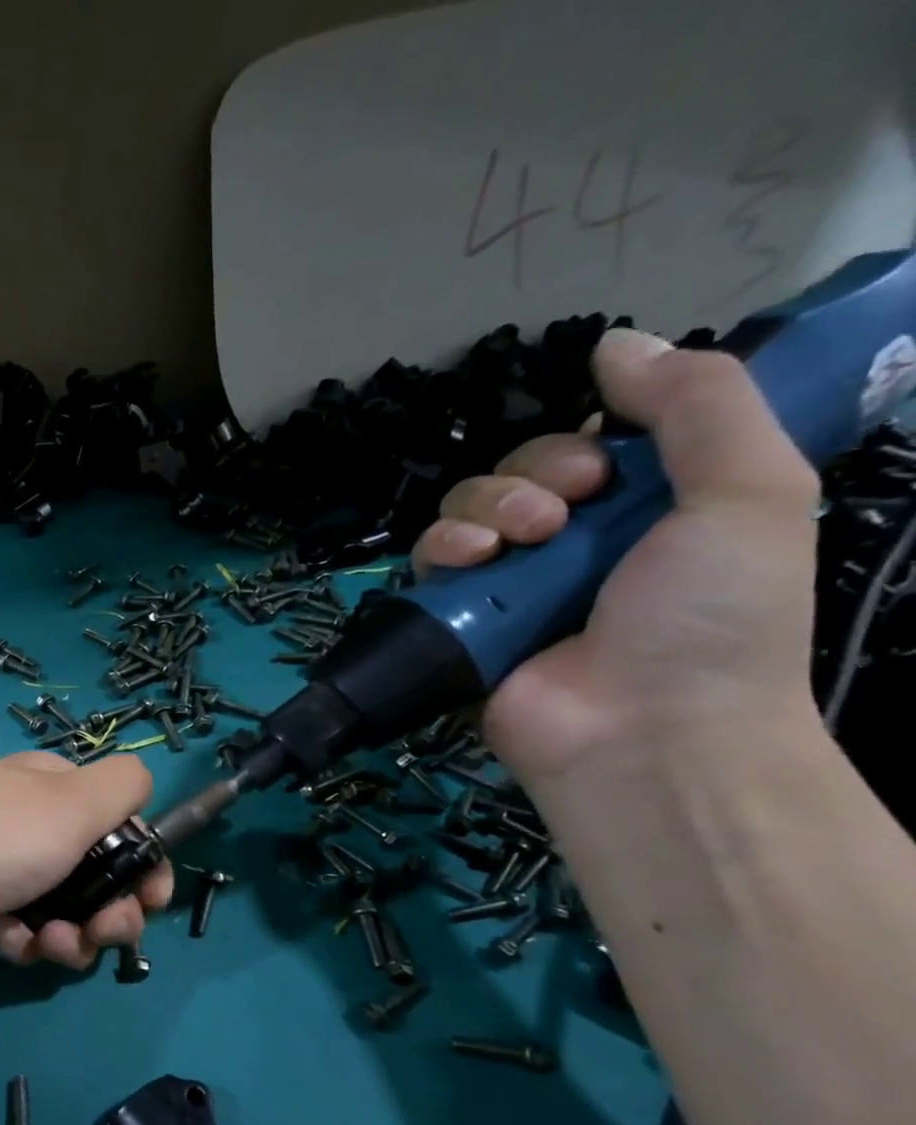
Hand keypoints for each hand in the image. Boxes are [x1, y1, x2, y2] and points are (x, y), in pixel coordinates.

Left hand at [0, 752, 174, 977]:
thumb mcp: (71, 800)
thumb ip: (124, 784)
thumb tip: (140, 786)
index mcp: (42, 783)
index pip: (111, 814)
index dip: (139, 855)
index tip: (152, 894)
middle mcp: (20, 821)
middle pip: (94, 868)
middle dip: (111, 906)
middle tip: (110, 929)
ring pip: (65, 909)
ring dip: (73, 933)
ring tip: (52, 943)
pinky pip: (26, 932)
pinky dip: (29, 942)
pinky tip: (13, 944)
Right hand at [410, 328, 822, 786]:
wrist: (643, 730)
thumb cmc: (711, 616)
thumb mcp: (748, 491)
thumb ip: (696, 404)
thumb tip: (612, 340)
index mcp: (645, 509)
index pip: (590, 443)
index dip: (586, 439)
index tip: (607, 470)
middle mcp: (572, 542)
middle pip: (518, 470)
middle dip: (532, 477)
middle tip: (558, 518)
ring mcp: (510, 583)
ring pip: (467, 507)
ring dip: (485, 509)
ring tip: (516, 546)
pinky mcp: (459, 618)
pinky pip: (430, 559)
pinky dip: (442, 549)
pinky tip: (469, 562)